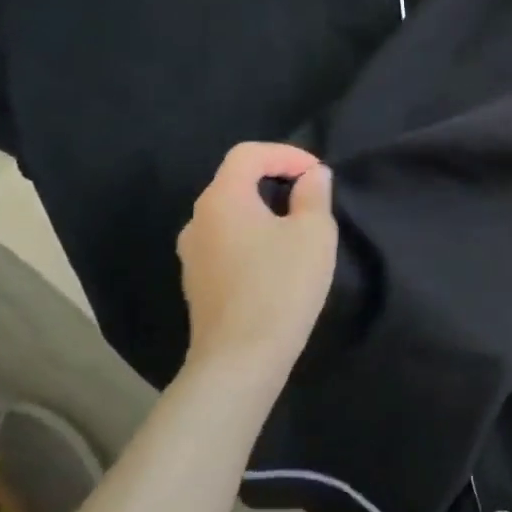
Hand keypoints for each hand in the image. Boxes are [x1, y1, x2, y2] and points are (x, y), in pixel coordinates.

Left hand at [176, 142, 338, 385]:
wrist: (241, 357)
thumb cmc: (282, 285)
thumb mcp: (314, 233)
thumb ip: (314, 195)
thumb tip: (312, 176)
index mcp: (222, 199)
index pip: (248, 154)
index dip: (286, 154)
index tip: (319, 175)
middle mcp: (198, 220)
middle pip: (235, 182)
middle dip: (276, 181)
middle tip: (313, 199)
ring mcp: (192, 254)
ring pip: (231, 215)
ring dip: (264, 211)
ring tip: (299, 230)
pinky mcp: (198, 282)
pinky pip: (226, 242)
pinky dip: (253, 237)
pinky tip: (278, 262)